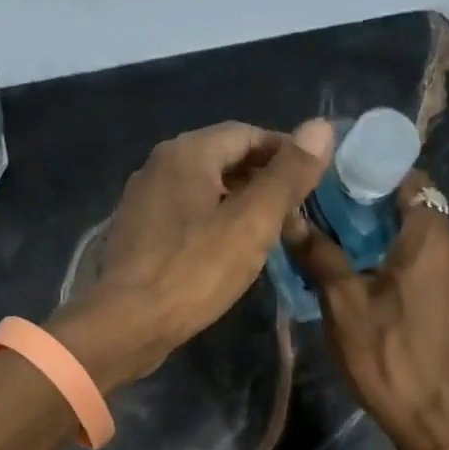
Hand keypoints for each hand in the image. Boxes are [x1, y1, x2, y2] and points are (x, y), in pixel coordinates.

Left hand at [51, 118, 335, 390]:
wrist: (127, 323)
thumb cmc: (195, 271)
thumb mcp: (252, 223)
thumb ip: (288, 175)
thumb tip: (321, 127)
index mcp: (187, 152)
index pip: (247, 133)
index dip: (285, 151)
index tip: (312, 179)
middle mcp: (159, 164)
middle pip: (223, 157)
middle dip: (262, 177)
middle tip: (295, 209)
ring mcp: (143, 197)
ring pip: (203, 187)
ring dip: (238, 200)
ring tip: (268, 230)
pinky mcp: (136, 229)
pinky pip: (184, 211)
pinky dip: (212, 219)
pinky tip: (227, 248)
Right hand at [283, 172, 448, 449]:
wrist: (436, 418)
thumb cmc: (386, 355)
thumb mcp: (342, 304)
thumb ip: (319, 255)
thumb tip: (288, 217)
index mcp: (430, 237)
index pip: (410, 180)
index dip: (374, 177)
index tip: (338, 187)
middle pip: (417, 210)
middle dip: (376, 211)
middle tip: (333, 223)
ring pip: (426, 241)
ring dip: (391, 240)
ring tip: (349, 256)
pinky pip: (434, 267)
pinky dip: (408, 265)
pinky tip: (378, 287)